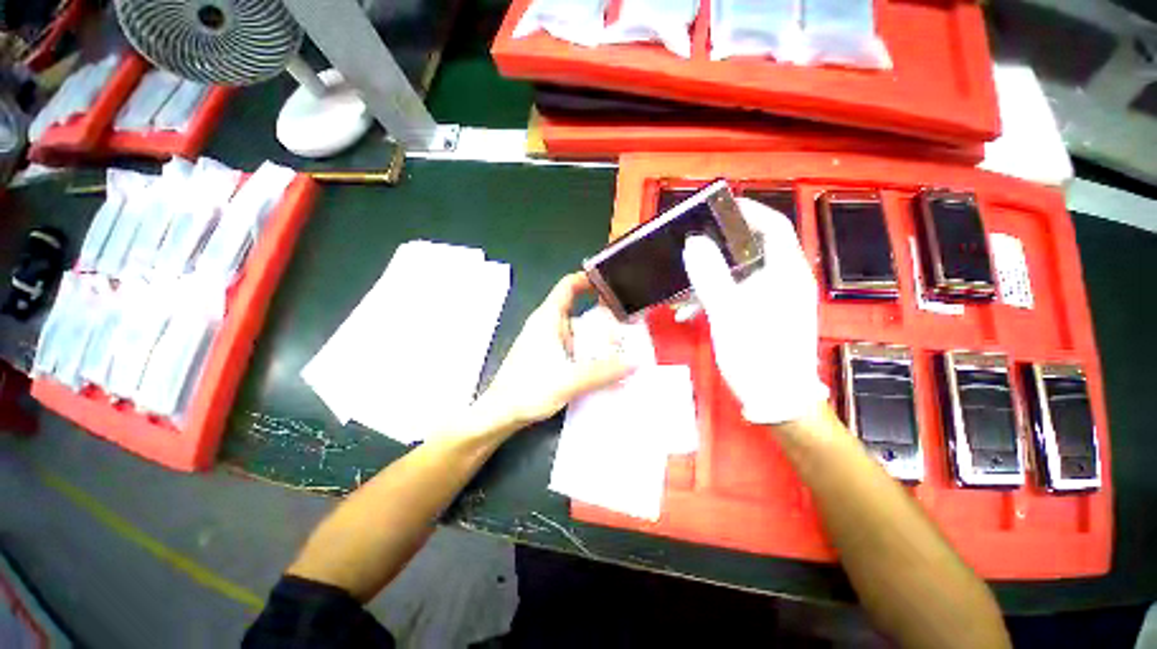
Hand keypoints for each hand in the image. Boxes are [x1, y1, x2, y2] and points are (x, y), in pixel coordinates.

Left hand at [473, 273, 633, 432]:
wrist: (500, 413)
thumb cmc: (529, 388)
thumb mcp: (570, 379)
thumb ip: (603, 372)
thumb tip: (634, 363)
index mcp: (548, 318)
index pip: (569, 286)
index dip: (589, 279)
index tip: (614, 283)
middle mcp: (547, 325)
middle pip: (579, 310)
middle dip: (603, 317)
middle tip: (629, 325)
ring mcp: (547, 342)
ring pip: (577, 331)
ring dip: (597, 338)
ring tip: (623, 347)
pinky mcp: (547, 357)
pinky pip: (573, 346)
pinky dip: (588, 351)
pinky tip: (603, 364)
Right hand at [682, 197, 827, 424]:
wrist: (776, 400)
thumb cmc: (758, 354)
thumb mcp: (729, 314)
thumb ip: (711, 276)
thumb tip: (694, 242)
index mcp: (786, 273)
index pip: (773, 226)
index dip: (747, 211)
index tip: (715, 208)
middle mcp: (783, 280)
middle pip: (751, 248)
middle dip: (717, 246)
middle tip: (689, 245)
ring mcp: (772, 298)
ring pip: (738, 273)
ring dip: (709, 277)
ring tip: (681, 286)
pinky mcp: (760, 314)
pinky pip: (734, 294)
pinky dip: (713, 297)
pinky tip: (689, 311)